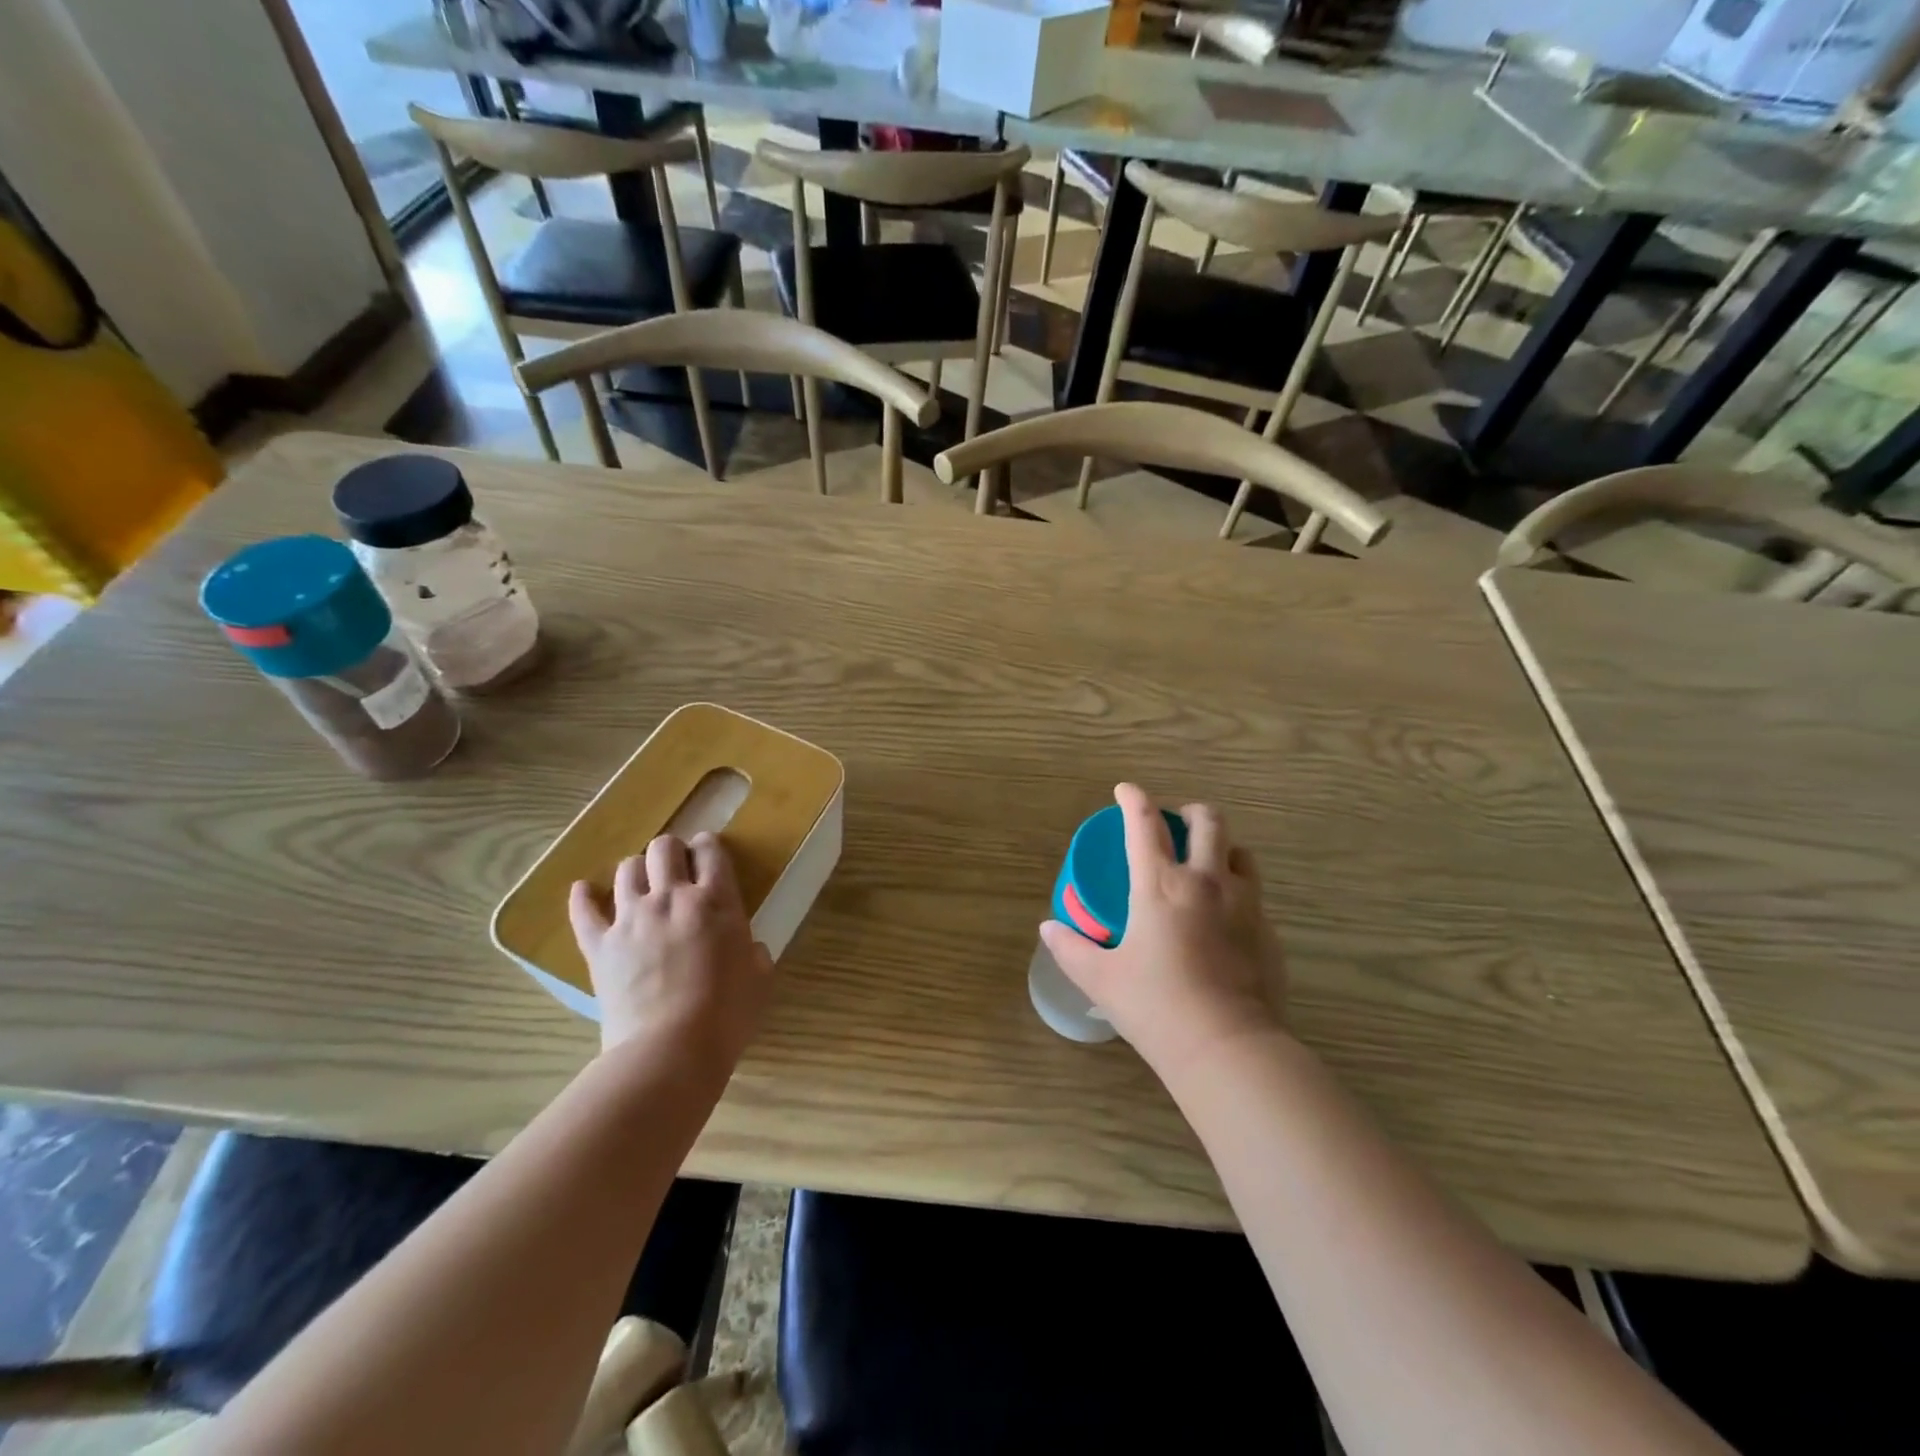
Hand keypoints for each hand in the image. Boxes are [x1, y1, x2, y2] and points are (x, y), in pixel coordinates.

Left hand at [568, 831, 774, 1064]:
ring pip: (626, 870)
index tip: (707, 853)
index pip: (710, 852)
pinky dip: (582, 897)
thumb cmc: (726, 1015)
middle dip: (670, 850)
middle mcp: (671, 898)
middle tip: (675, 866)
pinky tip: (583, 890)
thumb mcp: (759, 978)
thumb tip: (748, 948)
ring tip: (640, 883)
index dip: (708, 846)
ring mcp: (631, 919)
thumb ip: (754, 952)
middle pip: (664, 848)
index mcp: (716, 901)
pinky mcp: (599, 945)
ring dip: (636, 870)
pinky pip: (583, 911)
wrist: (670, 1049)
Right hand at [1040, 784, 1285, 1080]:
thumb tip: (1048, 929)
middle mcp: (1206, 882)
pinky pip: (1254, 894)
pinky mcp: (1268, 932)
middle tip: (1177, 823)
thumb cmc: (1155, 1005)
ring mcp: (1244, 904)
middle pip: (1209, 821)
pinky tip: (1224, 918)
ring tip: (1206, 863)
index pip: (1145, 824)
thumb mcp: (1101, 978)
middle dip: (1191, 811)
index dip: (1133, 799)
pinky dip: (1237, 890)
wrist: (1227, 1046)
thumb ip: (1071, 948)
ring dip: (1222, 847)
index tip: (1125, 789)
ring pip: (1241, 852)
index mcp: (1160, 885)